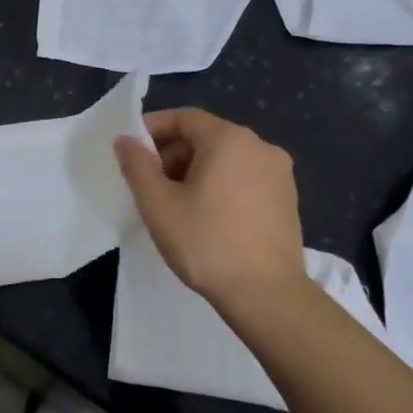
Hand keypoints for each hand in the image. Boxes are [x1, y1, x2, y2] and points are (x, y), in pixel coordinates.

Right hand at [114, 109, 315, 318]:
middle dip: (172, 153)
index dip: (152, 129)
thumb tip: (125, 140)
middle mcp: (260, 146)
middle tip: (148, 182)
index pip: (184, 118)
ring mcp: (279, 173)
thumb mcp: (158, 204)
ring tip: (174, 202)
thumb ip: (137, 165)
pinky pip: (244, 177)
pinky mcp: (287, 198)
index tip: (130, 151)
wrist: (267, 294)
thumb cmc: (206, 243)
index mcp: (229, 139)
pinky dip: (220, 184)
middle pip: (206, 136)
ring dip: (195, 170)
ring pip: (226, 158)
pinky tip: (206, 215)